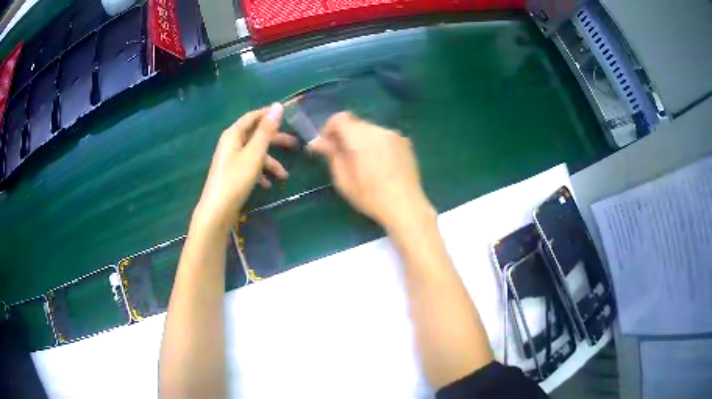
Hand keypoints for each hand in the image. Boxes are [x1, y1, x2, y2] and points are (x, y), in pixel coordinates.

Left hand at [195, 104, 297, 229]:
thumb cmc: (235, 179)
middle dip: (275, 140)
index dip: (269, 114)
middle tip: (295, 144)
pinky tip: (268, 184)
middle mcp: (231, 143)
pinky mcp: (231, 173)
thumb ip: (266, 131)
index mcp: (234, 134)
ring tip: (284, 175)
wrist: (217, 211)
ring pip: (254, 153)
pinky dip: (260, 173)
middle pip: (256, 135)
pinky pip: (249, 166)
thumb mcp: (254, 154)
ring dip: (270, 162)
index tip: (288, 114)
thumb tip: (278, 106)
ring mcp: (230, 159)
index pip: (253, 116)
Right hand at [310, 112, 434, 231]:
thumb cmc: (370, 197)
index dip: (328, 128)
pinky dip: (375, 145)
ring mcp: (395, 135)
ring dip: (361, 140)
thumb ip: (331, 155)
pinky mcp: (405, 143)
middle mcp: (379, 130)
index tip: (327, 146)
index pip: (340, 118)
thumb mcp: (343, 179)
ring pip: (370, 130)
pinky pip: (383, 137)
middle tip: (341, 156)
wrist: (406, 207)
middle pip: (355, 124)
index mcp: (361, 137)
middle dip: (345, 136)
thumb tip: (317, 142)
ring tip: (362, 163)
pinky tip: (378, 165)